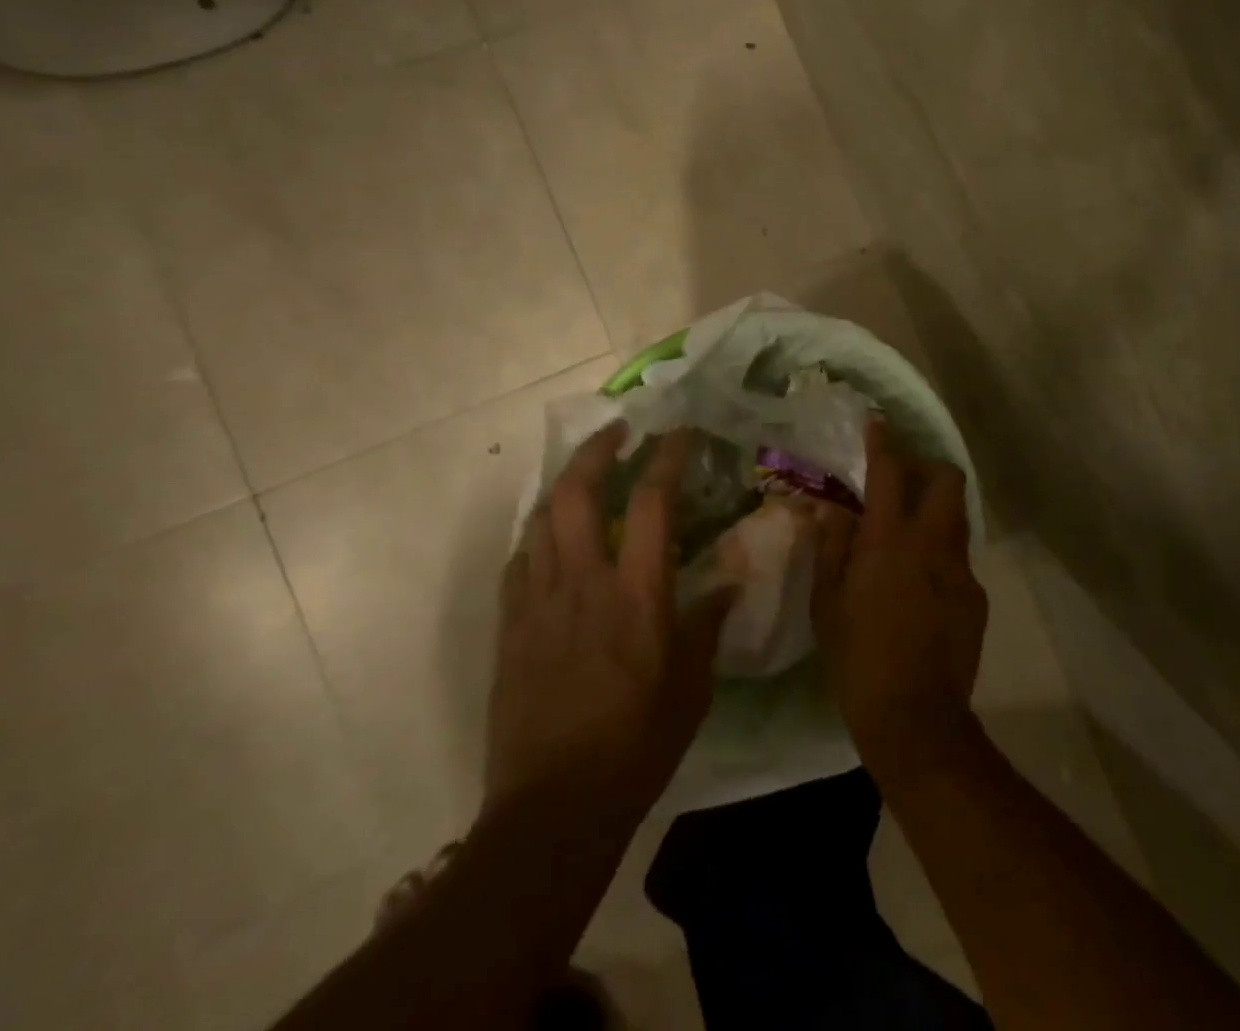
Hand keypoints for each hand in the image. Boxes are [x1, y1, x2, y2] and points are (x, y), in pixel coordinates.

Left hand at [486, 423, 732, 816]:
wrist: (553, 808)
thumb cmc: (637, 744)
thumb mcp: (692, 687)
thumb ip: (708, 624)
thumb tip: (729, 584)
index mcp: (637, 594)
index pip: (651, 502)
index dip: (667, 456)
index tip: (679, 431)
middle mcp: (584, 582)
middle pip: (577, 491)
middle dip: (597, 449)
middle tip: (617, 431)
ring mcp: (538, 602)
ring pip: (541, 519)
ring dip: (564, 485)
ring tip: (583, 475)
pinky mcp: (510, 627)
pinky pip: (519, 561)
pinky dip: (537, 536)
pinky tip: (549, 539)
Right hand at [811, 420, 988, 778]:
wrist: (917, 720)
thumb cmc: (858, 659)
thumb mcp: (827, 603)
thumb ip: (832, 547)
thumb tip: (833, 509)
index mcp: (891, 540)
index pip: (890, 472)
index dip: (883, 441)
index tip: (877, 422)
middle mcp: (933, 544)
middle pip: (945, 479)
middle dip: (925, 466)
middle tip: (899, 478)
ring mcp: (961, 570)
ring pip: (956, 516)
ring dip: (933, 508)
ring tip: (906, 530)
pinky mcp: (976, 597)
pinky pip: (958, 556)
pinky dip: (939, 551)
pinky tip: (919, 583)